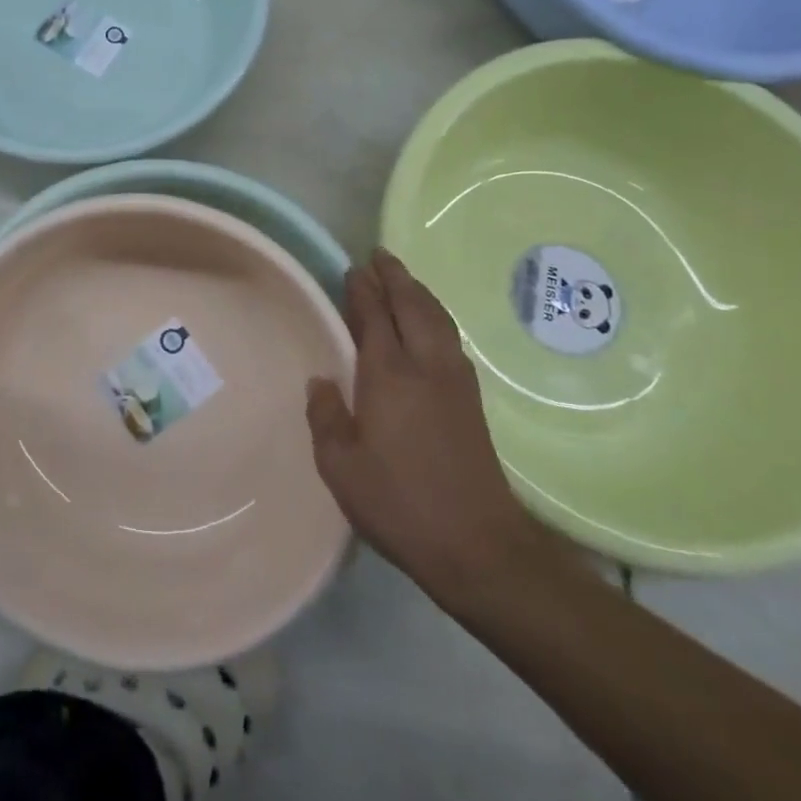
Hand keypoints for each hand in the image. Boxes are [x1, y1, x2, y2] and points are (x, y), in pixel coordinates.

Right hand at [307, 249, 559, 608]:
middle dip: (394, 276)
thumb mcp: (341, 467)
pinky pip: (450, 337)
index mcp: (389, 375)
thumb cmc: (400, 503)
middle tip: (378, 255)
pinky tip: (431, 324)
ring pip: (437, 318)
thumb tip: (321, 381)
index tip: (352, 268)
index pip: (373, 316)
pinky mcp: (472, 400)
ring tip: (403, 278)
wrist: (479, 545)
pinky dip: (436, 315)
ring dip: (418, 292)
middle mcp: (425, 365)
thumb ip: (327, 417)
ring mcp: (454, 380)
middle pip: (411, 305)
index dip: (362, 289)